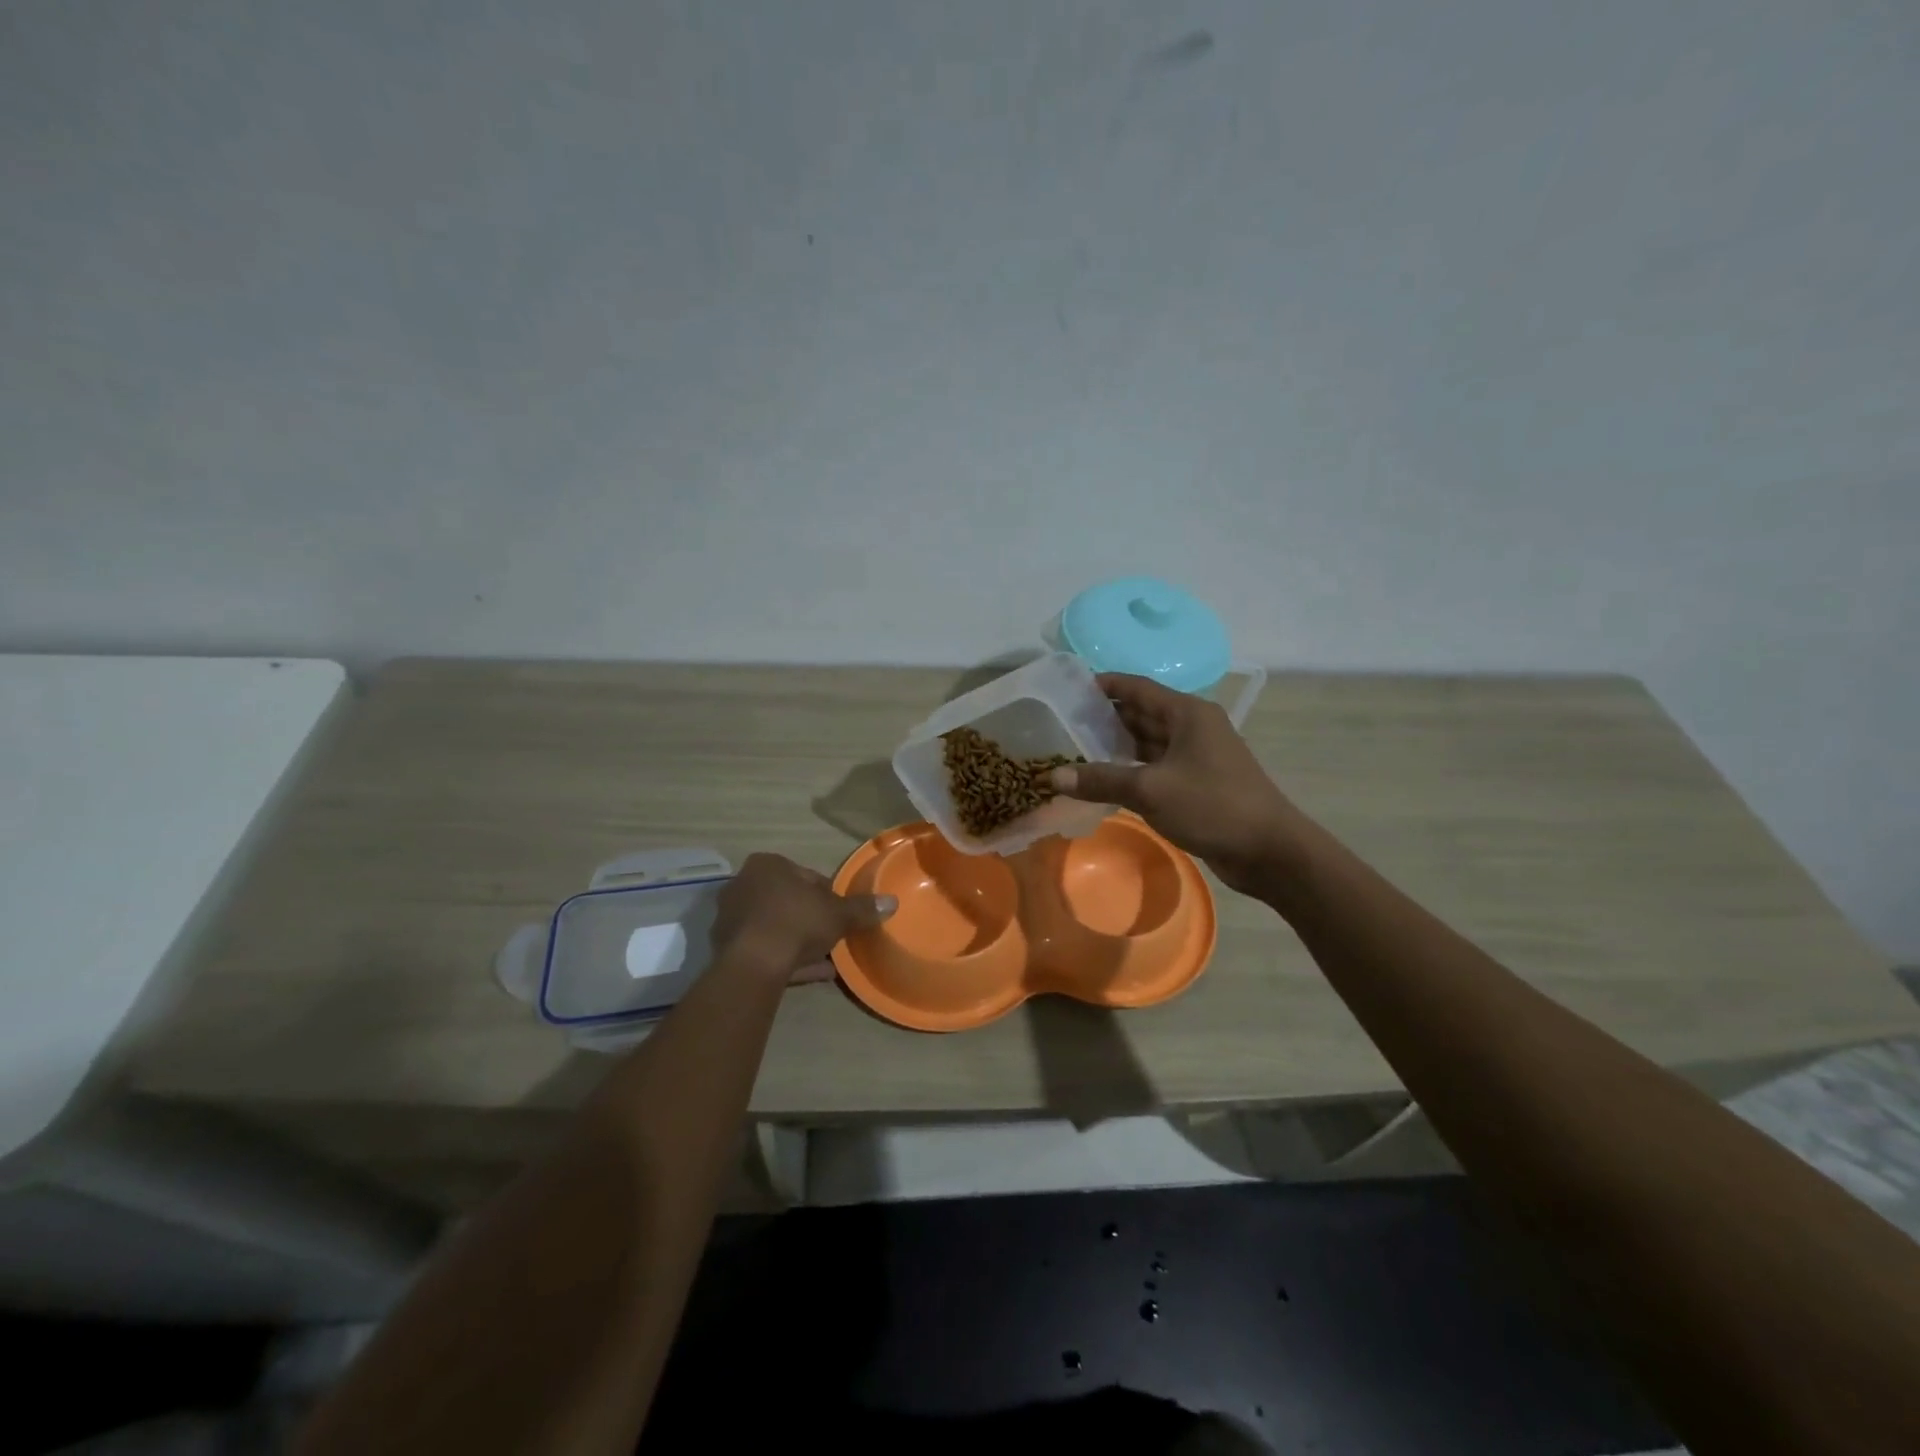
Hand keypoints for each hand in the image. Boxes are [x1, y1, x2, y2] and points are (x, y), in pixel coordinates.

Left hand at [710, 853, 894, 981]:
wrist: (755, 964)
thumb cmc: (797, 922)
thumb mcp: (838, 914)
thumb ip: (862, 908)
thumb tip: (892, 902)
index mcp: (767, 865)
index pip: (805, 876)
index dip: (827, 895)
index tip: (840, 913)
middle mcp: (743, 884)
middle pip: (787, 900)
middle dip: (809, 916)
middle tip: (831, 934)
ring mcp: (731, 917)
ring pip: (774, 926)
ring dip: (797, 939)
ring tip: (824, 959)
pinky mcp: (726, 947)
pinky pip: (764, 949)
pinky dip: (785, 958)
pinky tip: (810, 973)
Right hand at [1050, 674, 1300, 894]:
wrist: (1269, 851)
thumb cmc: (1212, 806)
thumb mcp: (1151, 790)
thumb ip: (1101, 779)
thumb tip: (1053, 776)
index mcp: (1187, 713)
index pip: (1137, 688)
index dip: (1104, 685)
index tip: (1069, 688)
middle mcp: (1192, 727)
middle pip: (1141, 713)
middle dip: (1104, 717)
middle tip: (1061, 723)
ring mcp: (1196, 755)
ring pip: (1148, 741)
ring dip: (1115, 745)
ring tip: (1074, 748)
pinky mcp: (1197, 782)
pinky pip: (1156, 766)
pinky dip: (1131, 768)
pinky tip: (1104, 778)